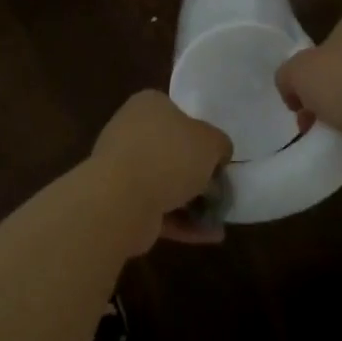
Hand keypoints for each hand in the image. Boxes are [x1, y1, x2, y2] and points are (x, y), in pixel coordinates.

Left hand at [90, 90, 232, 250]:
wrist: (122, 198)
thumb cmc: (169, 156)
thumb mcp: (211, 141)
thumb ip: (219, 144)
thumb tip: (218, 153)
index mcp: (148, 105)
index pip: (177, 113)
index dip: (200, 134)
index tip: (218, 156)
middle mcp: (131, 130)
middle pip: (171, 149)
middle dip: (195, 172)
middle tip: (220, 189)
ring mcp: (122, 167)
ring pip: (164, 182)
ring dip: (191, 201)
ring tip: (219, 218)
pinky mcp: (121, 201)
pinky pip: (157, 209)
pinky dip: (182, 222)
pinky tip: (209, 235)